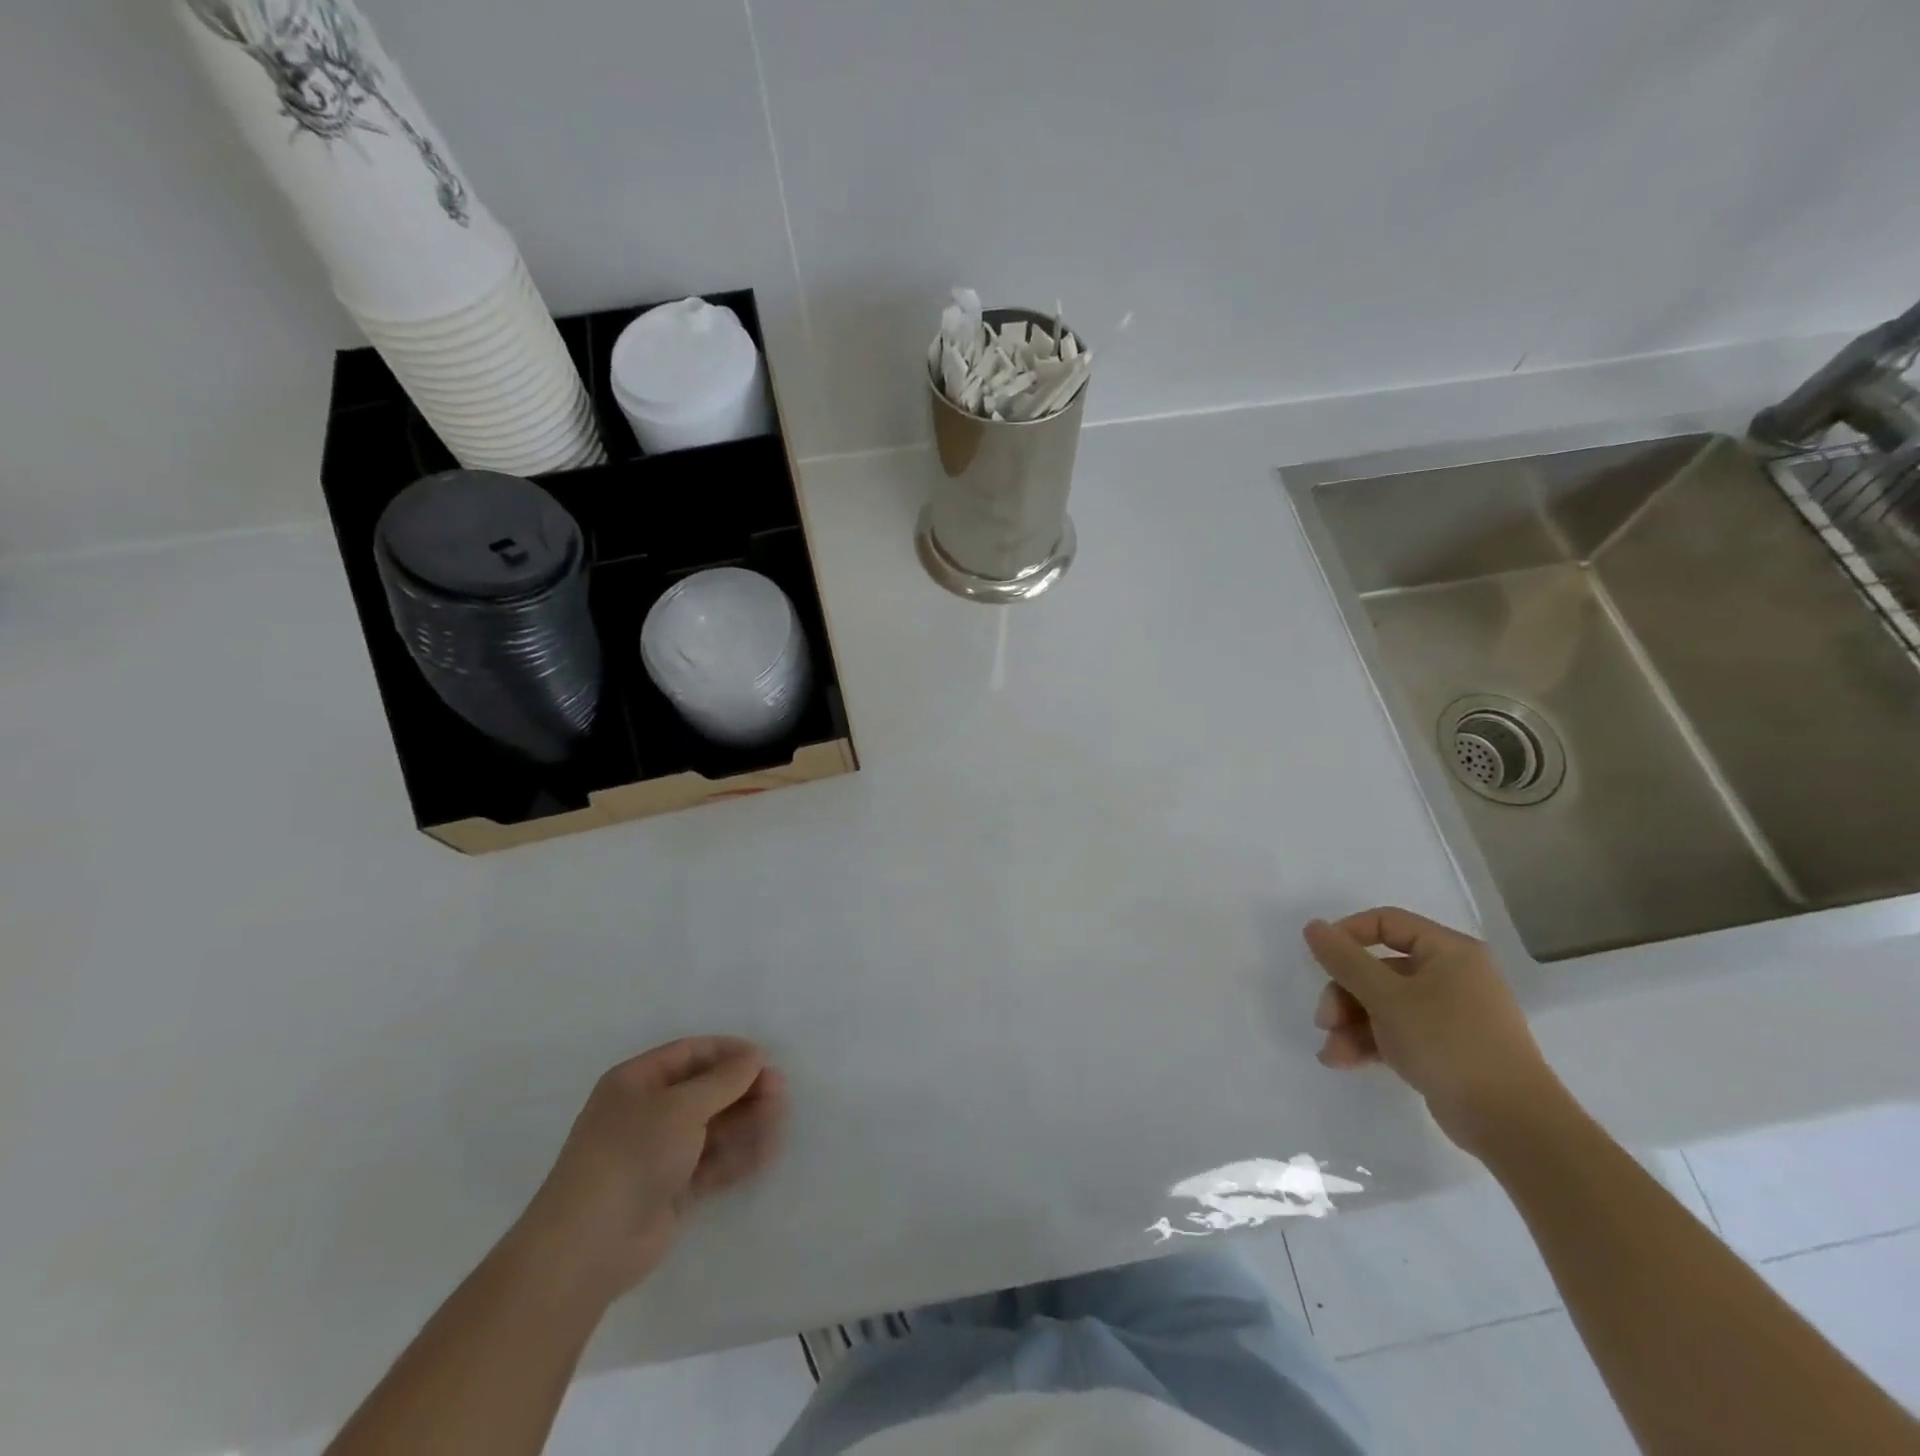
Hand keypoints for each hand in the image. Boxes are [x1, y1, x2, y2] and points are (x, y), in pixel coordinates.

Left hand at [508, 1038, 787, 1306]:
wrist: (588, 1247)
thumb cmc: (632, 1155)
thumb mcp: (681, 1106)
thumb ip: (723, 1080)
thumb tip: (756, 1056)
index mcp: (636, 1082)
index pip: (690, 1053)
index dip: (728, 1053)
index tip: (765, 1060)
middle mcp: (646, 1112)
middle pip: (704, 1090)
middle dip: (742, 1089)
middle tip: (780, 1091)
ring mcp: (658, 1153)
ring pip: (712, 1127)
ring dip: (745, 1121)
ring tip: (779, 1119)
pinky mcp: (670, 1189)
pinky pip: (711, 1163)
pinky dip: (737, 1155)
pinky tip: (767, 1151)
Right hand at [1303, 908, 1565, 1156]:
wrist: (1512, 1125)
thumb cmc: (1448, 1043)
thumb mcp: (1387, 998)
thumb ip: (1345, 960)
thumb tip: (1312, 926)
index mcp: (1449, 952)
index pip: (1387, 923)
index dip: (1348, 935)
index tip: (1319, 959)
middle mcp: (1452, 976)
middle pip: (1379, 969)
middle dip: (1345, 995)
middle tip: (1324, 1020)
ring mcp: (1450, 1014)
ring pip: (1384, 1004)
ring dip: (1351, 1024)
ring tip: (1331, 1052)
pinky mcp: (1446, 1048)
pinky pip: (1397, 1031)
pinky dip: (1369, 1042)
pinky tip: (1342, 1061)